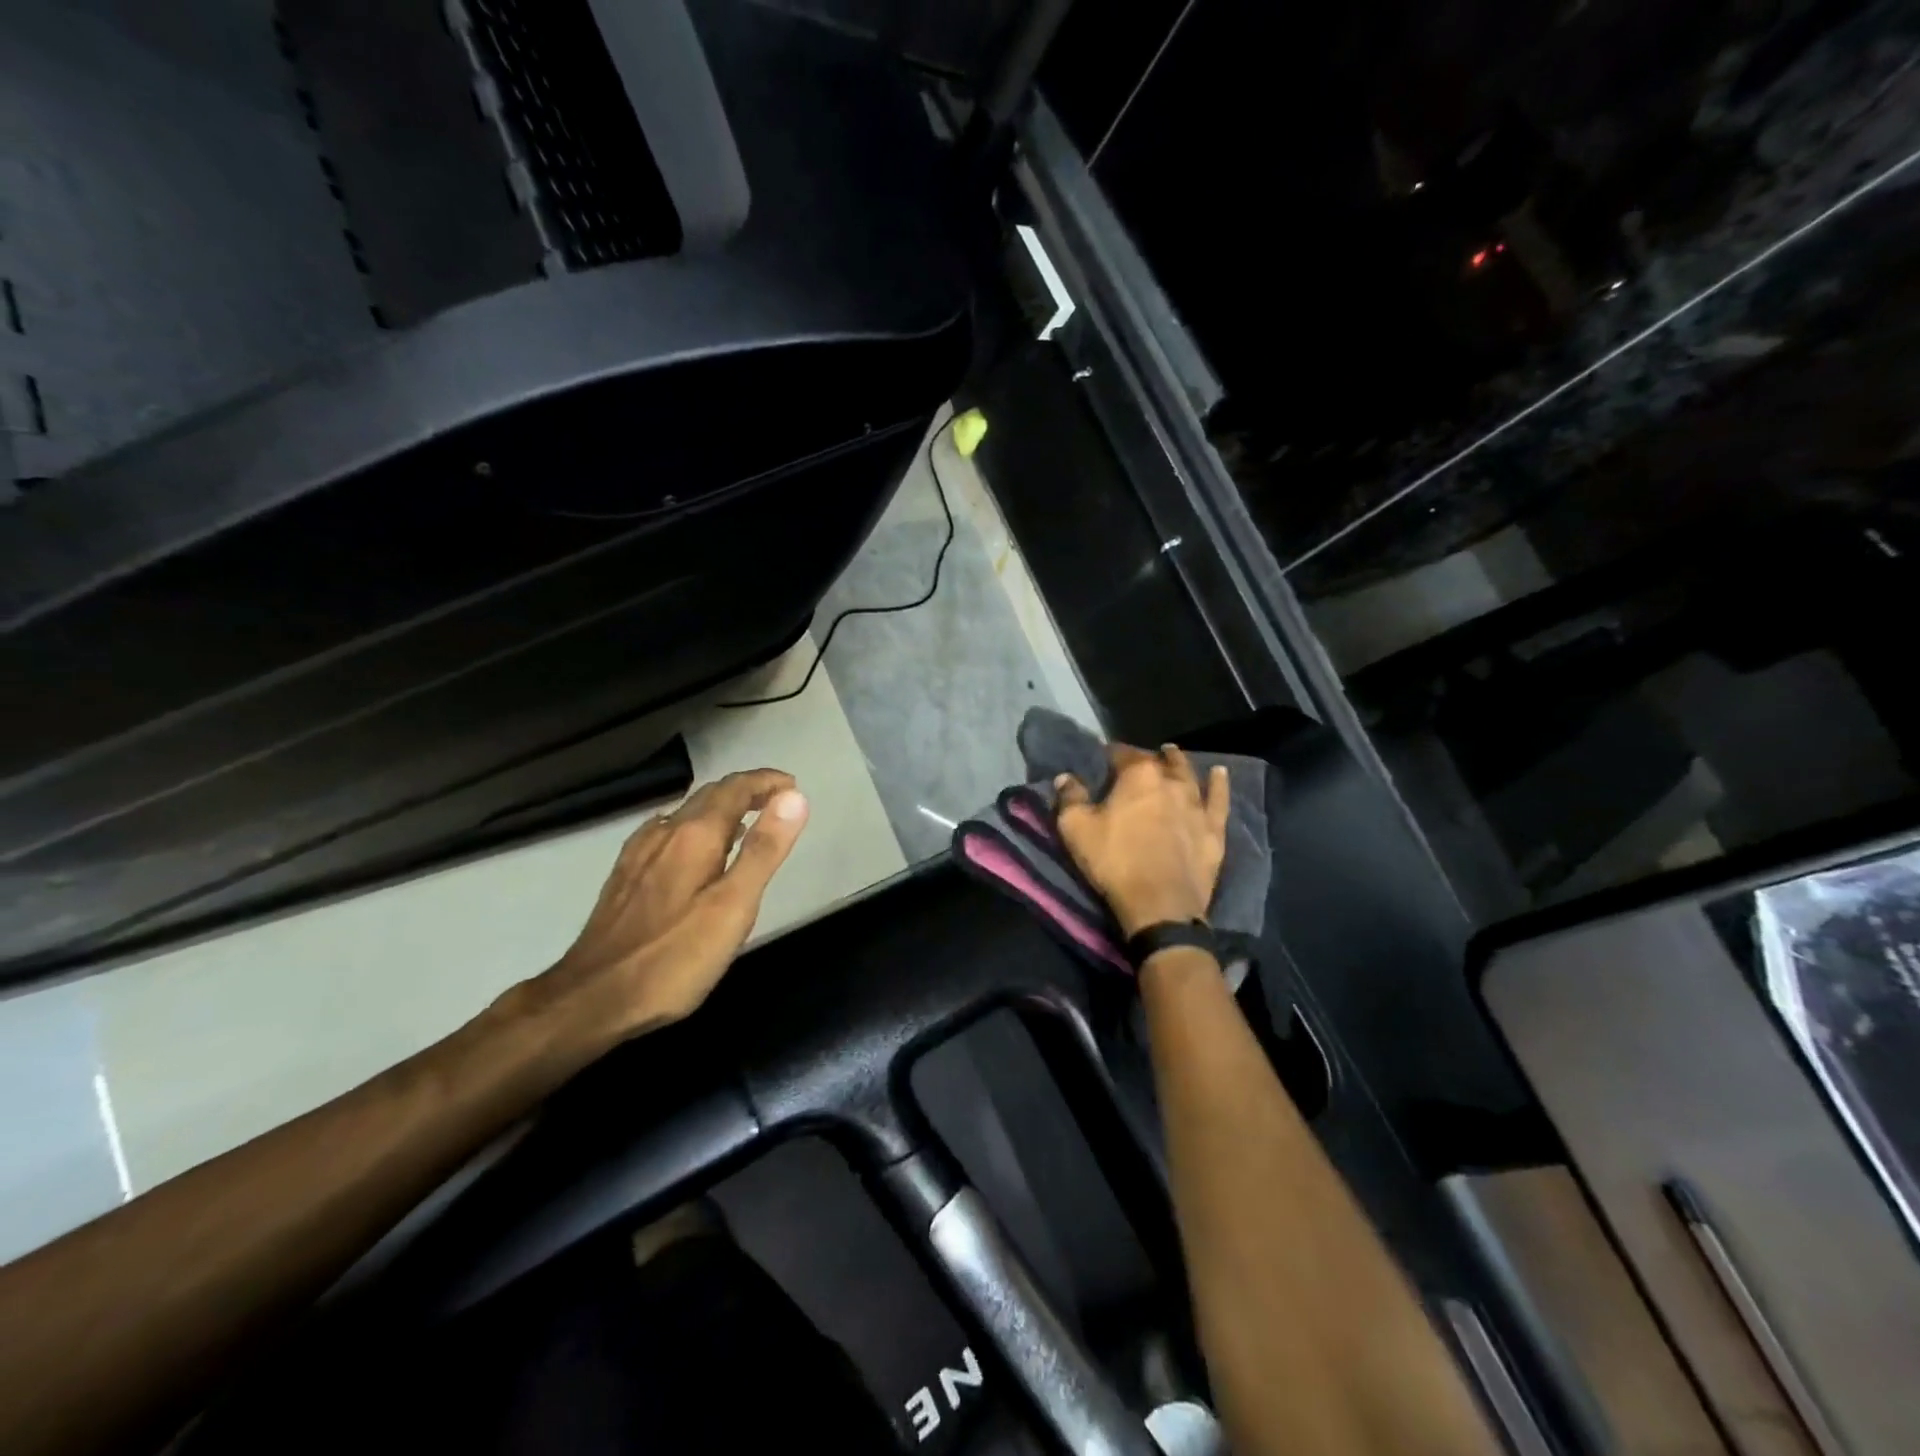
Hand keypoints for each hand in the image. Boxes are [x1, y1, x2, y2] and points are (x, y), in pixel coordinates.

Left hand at [531, 768, 808, 1042]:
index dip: (766, 781)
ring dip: (720, 808)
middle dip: (746, 791)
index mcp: (695, 835)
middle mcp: (665, 833)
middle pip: (710, 795)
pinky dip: (693, 828)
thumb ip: (764, 850)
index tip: (793, 786)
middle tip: (778, 803)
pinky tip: (692, 849)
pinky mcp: (625, 875)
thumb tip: (794, 798)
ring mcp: (640, 853)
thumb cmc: (674, 957)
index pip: (736, 789)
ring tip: (745, 823)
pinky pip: (666, 833)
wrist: (591, 998)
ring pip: (686, 813)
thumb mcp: (733, 907)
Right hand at [1056, 744, 1228, 937]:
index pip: (1122, 753)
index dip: (1111, 753)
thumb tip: (1065, 777)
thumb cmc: (1114, 862)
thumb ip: (1070, 798)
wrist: (1160, 904)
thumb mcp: (1076, 829)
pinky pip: (1219, 799)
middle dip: (1147, 756)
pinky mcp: (1214, 828)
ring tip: (1172, 754)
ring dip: (1179, 762)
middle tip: (1138, 758)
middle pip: (1159, 761)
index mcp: (1138, 775)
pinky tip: (1220, 773)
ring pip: (1189, 775)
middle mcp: (1171, 781)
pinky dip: (1220, 784)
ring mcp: (1197, 804)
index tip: (1102, 757)